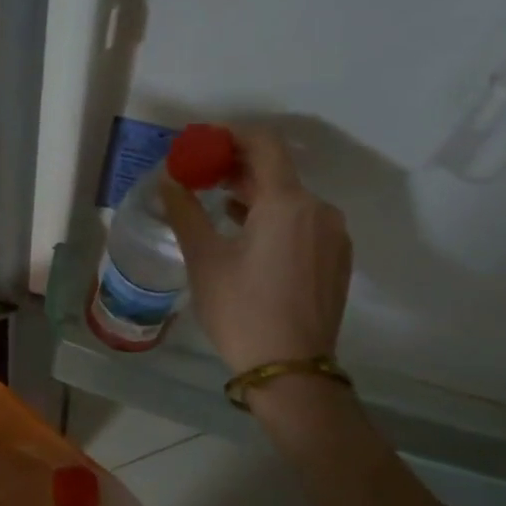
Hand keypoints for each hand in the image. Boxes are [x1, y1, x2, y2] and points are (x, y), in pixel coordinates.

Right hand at [160, 127, 351, 376]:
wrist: (290, 370)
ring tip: (221, 206)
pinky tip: (250, 236)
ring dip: (257, 194)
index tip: (202, 144)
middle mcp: (319, 209)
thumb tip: (168, 182)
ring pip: (292, 199)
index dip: (231, 136)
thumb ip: (186, 213)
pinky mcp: (337, 259)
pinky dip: (276, 218)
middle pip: (278, 171)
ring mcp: (334, 235)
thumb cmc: (241, 310)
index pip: (264, 144)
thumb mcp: (205, 260)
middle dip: (239, 168)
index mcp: (288, 203)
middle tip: (202, 175)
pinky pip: (305, 222)